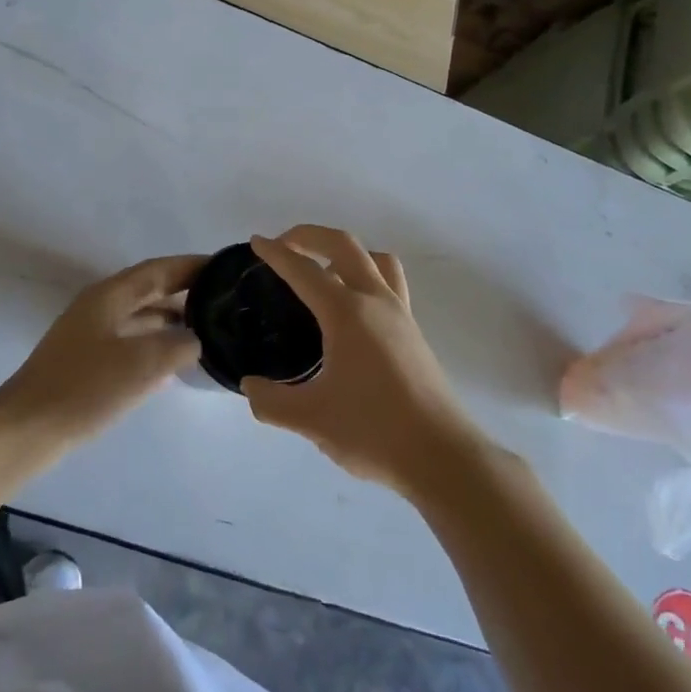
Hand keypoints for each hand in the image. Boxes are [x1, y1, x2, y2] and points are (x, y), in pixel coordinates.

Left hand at [2, 254, 205, 444]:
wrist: (27, 429)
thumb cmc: (85, 387)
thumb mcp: (143, 363)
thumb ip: (179, 344)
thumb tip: (196, 339)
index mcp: (110, 295)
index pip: (159, 270)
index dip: (193, 266)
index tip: (227, 268)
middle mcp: (100, 307)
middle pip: (149, 289)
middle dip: (186, 291)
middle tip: (224, 299)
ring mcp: (91, 334)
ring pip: (141, 316)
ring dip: (172, 318)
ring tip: (208, 328)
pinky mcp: (88, 362)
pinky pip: (132, 341)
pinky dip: (156, 343)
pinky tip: (175, 362)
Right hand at [243, 226, 487, 495]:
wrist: (440, 455)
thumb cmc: (373, 431)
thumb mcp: (311, 419)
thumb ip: (271, 401)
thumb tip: (250, 386)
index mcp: (348, 314)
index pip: (304, 270)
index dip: (277, 253)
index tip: (257, 243)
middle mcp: (376, 302)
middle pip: (344, 246)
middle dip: (310, 236)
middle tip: (284, 245)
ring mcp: (401, 314)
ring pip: (375, 259)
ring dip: (345, 252)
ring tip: (322, 272)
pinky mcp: (414, 332)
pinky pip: (390, 283)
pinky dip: (366, 276)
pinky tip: (352, 310)